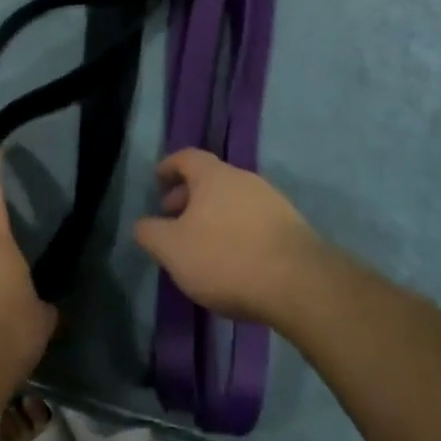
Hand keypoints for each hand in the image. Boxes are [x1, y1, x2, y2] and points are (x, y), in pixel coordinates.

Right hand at [134, 149, 327, 328]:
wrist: (299, 283)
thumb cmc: (226, 258)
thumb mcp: (173, 250)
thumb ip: (150, 233)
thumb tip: (141, 224)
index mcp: (213, 175)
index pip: (186, 157)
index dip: (169, 167)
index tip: (157, 181)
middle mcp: (244, 179)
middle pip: (211, 179)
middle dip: (189, 196)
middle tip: (174, 220)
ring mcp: (272, 201)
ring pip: (233, 200)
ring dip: (214, 215)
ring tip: (201, 244)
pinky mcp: (292, 227)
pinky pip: (254, 220)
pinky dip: (237, 231)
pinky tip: (233, 259)